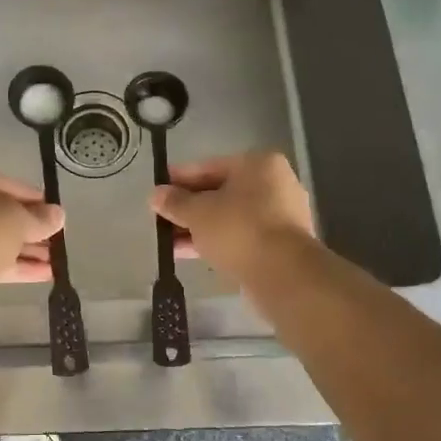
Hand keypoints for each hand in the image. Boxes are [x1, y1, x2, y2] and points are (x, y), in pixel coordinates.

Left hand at [0, 162, 64, 284]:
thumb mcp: (17, 219)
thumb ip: (39, 217)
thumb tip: (58, 216)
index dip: (30, 197)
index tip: (51, 210)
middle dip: (26, 228)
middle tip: (53, 238)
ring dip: (21, 250)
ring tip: (54, 260)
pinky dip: (8, 265)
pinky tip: (42, 275)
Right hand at [150, 152, 316, 285]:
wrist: (285, 276)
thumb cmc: (239, 229)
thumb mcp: (198, 212)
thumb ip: (175, 202)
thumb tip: (155, 195)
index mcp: (259, 165)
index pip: (210, 166)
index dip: (179, 178)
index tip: (158, 189)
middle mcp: (275, 184)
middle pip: (221, 192)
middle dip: (189, 206)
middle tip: (161, 217)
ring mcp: (281, 216)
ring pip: (230, 217)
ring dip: (199, 227)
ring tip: (168, 241)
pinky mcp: (281, 245)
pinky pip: (241, 236)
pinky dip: (217, 241)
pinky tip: (189, 253)